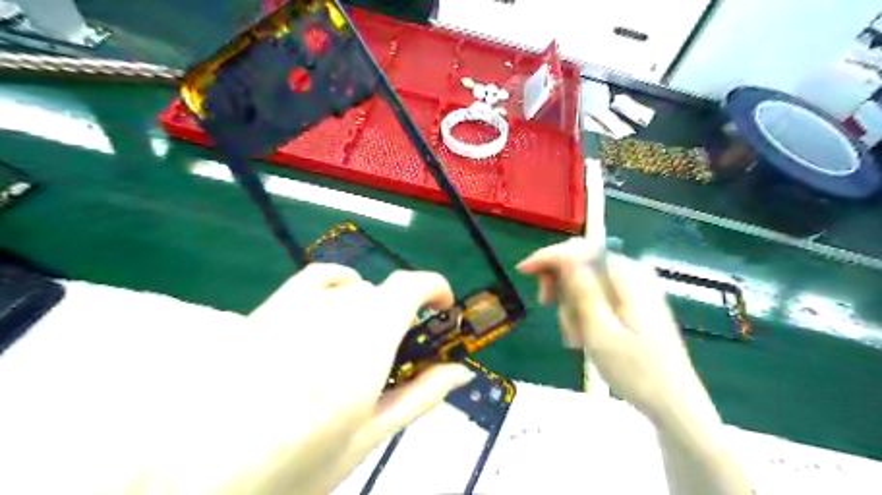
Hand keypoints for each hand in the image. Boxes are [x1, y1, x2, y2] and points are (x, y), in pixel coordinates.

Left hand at [240, 263, 475, 494]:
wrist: (199, 478)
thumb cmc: (292, 467)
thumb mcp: (366, 438)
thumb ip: (418, 396)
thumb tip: (459, 372)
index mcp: (363, 348)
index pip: (409, 286)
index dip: (435, 288)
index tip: (444, 308)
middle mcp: (333, 316)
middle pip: (385, 294)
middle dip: (403, 317)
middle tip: (397, 352)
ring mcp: (297, 309)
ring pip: (356, 290)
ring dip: (372, 311)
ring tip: (358, 348)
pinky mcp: (271, 309)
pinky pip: (318, 277)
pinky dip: (340, 282)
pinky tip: (340, 299)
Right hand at [518, 238, 718, 425]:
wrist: (672, 403)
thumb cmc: (636, 370)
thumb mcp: (600, 330)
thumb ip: (582, 288)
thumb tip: (564, 255)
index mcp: (627, 275)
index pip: (579, 249)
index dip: (548, 256)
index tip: (523, 271)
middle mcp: (630, 273)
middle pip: (580, 261)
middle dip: (560, 284)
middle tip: (547, 306)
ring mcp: (632, 288)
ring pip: (583, 281)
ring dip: (571, 306)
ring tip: (576, 337)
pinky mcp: (630, 303)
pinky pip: (595, 296)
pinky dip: (582, 313)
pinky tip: (584, 336)